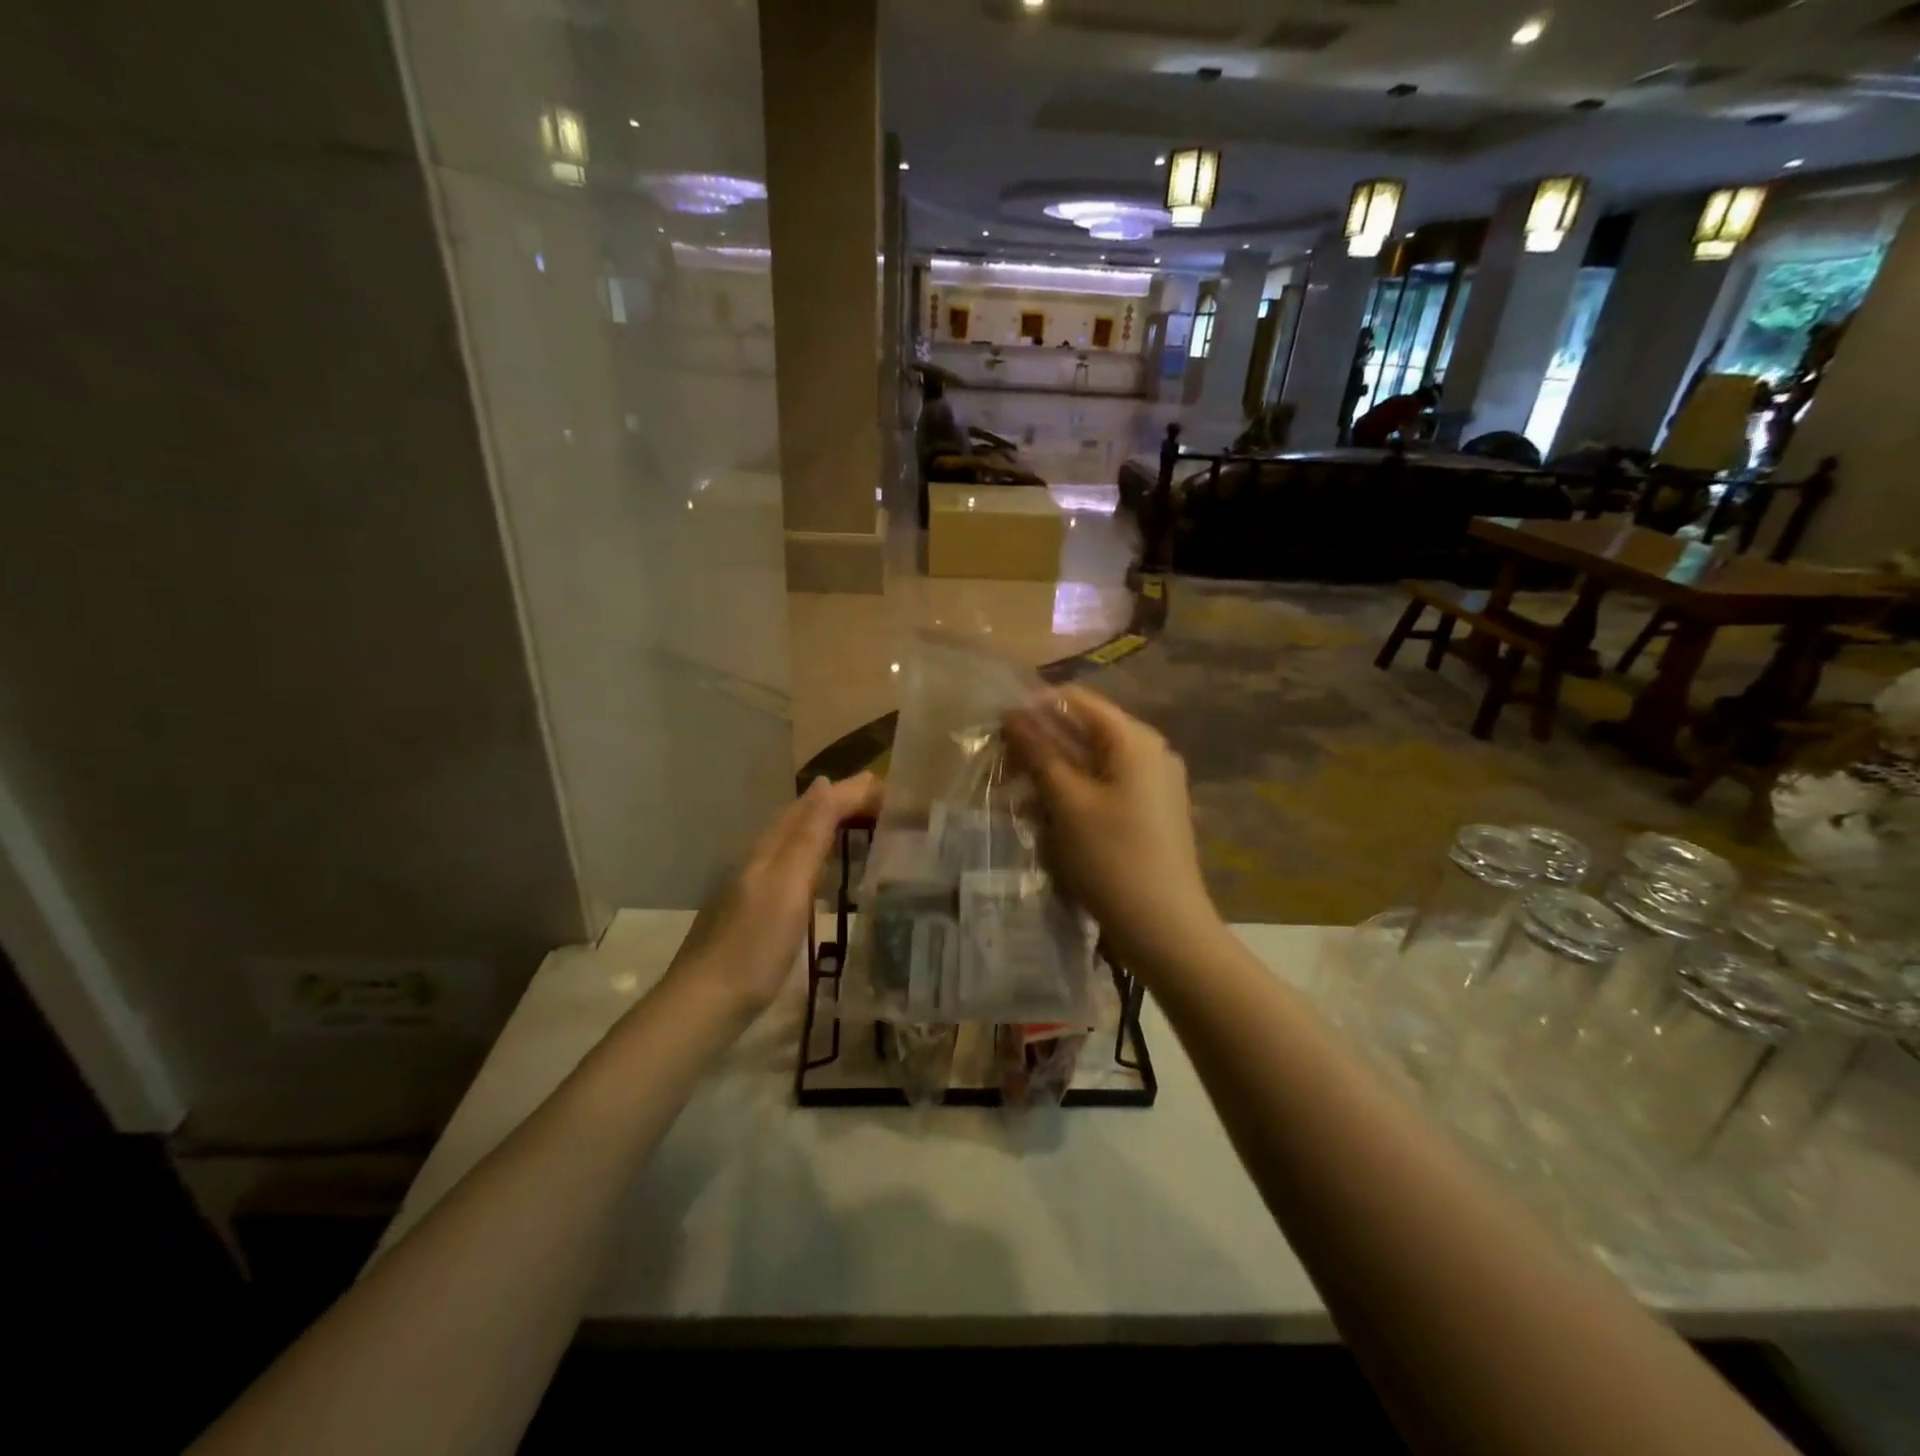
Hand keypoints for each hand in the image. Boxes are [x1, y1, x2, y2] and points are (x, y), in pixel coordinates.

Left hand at [667, 773, 881, 1016]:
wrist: (707, 1003)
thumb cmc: (754, 945)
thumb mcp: (787, 884)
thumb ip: (808, 835)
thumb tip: (825, 782)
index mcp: (771, 846)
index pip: (817, 803)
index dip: (852, 792)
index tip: (893, 792)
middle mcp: (763, 856)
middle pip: (806, 817)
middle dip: (845, 804)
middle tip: (888, 807)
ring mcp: (758, 883)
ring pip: (800, 841)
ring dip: (833, 828)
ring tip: (868, 830)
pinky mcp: (759, 909)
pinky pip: (797, 866)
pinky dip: (821, 857)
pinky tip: (830, 873)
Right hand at [1002, 686, 1220, 969]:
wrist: (1164, 928)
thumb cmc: (1112, 858)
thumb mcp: (1067, 803)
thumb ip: (1040, 753)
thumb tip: (1013, 715)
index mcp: (1135, 739)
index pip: (1078, 700)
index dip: (1035, 706)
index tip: (998, 726)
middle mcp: (1151, 751)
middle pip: (1086, 730)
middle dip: (1042, 743)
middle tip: (1002, 766)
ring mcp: (1155, 783)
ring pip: (1093, 761)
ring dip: (1054, 771)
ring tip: (1018, 795)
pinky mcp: (1151, 811)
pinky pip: (1106, 786)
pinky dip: (1075, 792)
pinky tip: (1048, 815)